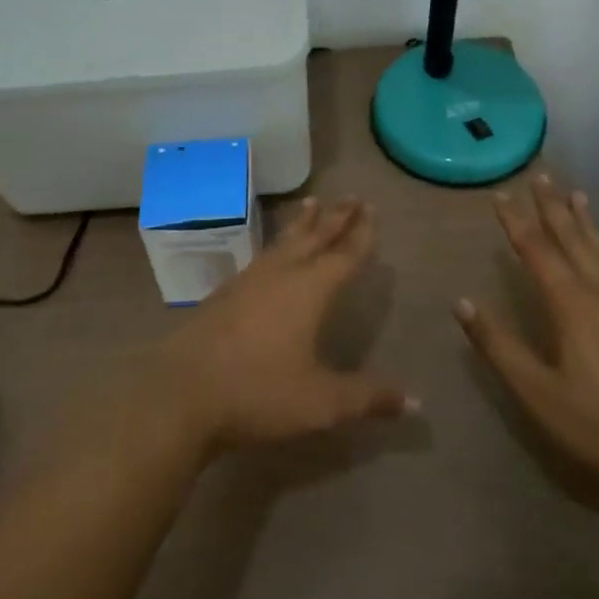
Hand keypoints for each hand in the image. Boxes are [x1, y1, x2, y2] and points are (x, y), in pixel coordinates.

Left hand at [156, 198, 413, 452]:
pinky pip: (262, 255)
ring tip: (312, 202)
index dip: (361, 235)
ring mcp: (249, 280)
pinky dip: (277, 243)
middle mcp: (282, 274)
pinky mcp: (225, 292)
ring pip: (284, 241)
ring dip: (303, 223)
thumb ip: (368, 397)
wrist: (183, 393)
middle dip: (336, 218)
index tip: (371, 210)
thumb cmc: (259, 392)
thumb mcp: (321, 402)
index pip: (344, 256)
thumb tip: (416, 401)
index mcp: (310, 290)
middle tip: (352, 196)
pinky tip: (273, 251)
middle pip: (315, 238)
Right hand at [456, 175, 598, 510]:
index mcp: (572, 305)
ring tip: (577, 195)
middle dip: (553, 207)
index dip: (516, 222)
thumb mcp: (538, 393)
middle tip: (541, 176)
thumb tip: (461, 302)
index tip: (500, 195)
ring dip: (584, 221)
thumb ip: (499, 346)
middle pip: (573, 240)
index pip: (537, 251)